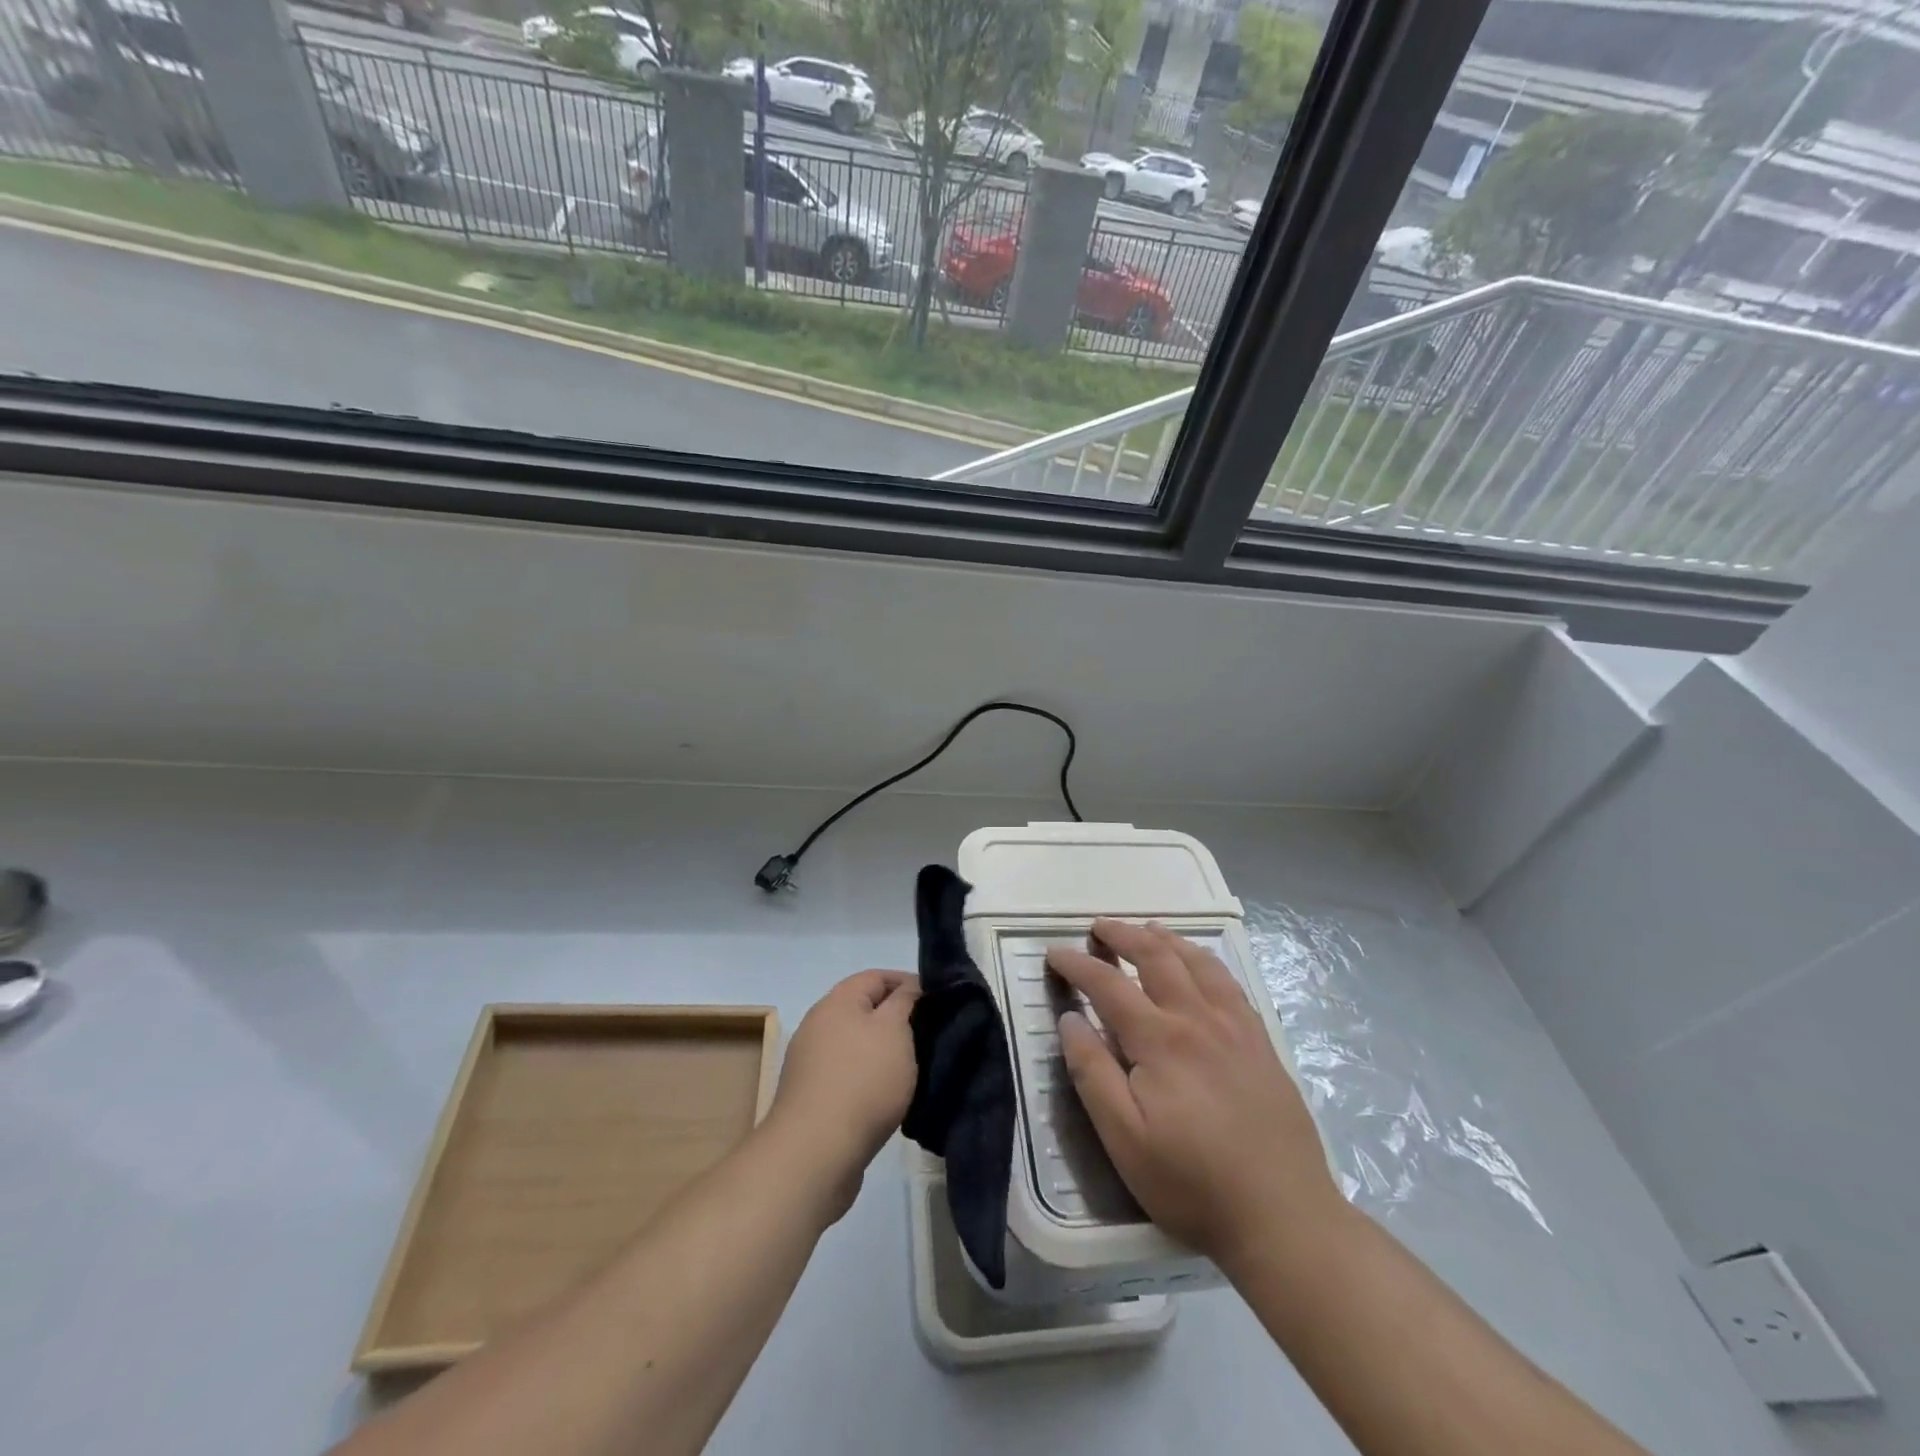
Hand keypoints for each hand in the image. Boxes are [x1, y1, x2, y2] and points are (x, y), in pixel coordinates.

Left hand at [764, 970, 919, 1219]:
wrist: (815, 1153)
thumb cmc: (862, 1081)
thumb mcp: (895, 1030)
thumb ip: (905, 1001)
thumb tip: (908, 987)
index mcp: (837, 1001)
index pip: (876, 976)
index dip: (908, 982)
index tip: (936, 1000)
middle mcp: (818, 1024)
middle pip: (864, 1009)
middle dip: (896, 1018)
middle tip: (928, 1034)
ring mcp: (811, 1062)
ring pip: (856, 1043)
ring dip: (883, 1050)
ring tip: (913, 1067)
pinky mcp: (812, 1096)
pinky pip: (848, 1073)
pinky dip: (869, 1077)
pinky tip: (888, 1097)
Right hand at [1047, 920, 1339, 1269]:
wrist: (1284, 1217)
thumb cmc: (1192, 1182)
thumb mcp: (1124, 1139)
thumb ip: (1092, 1073)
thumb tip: (1070, 1019)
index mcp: (1160, 1040)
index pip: (1108, 984)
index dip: (1077, 964)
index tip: (1054, 953)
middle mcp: (1197, 1019)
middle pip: (1156, 957)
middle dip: (1122, 935)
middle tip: (1098, 928)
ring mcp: (1235, 1027)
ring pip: (1196, 962)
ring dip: (1165, 939)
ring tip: (1146, 929)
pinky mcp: (1260, 1042)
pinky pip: (1230, 983)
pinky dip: (1205, 960)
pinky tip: (1200, 963)